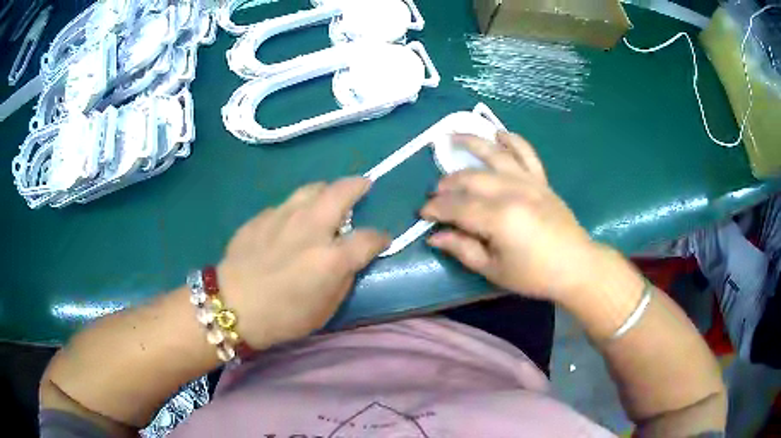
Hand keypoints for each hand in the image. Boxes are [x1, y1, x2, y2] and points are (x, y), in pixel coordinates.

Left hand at [217, 178, 389, 348]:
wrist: (231, 306)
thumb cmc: (282, 317)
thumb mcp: (325, 309)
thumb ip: (343, 278)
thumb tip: (349, 258)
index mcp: (331, 258)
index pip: (369, 238)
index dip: (380, 238)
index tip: (382, 239)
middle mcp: (311, 228)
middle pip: (342, 192)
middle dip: (358, 186)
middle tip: (363, 186)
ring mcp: (283, 216)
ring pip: (312, 188)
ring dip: (327, 190)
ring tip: (328, 197)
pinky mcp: (262, 216)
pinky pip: (286, 204)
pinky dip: (297, 208)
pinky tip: (290, 222)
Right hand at [421, 132, 599, 301]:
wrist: (575, 266)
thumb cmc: (534, 275)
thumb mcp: (493, 270)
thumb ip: (463, 249)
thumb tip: (434, 236)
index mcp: (498, 218)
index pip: (456, 207)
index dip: (435, 209)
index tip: (422, 213)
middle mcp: (511, 192)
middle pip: (471, 179)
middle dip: (447, 184)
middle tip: (435, 193)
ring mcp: (529, 182)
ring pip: (495, 155)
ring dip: (472, 143)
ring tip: (452, 136)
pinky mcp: (541, 180)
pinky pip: (526, 153)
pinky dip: (512, 140)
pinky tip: (498, 133)